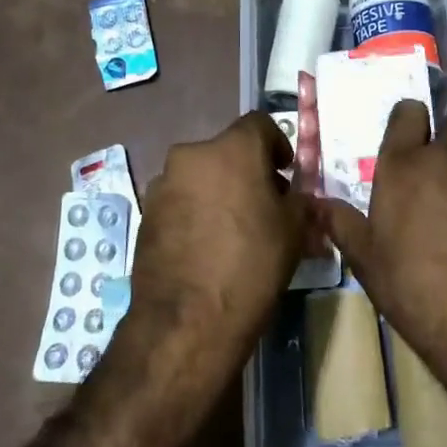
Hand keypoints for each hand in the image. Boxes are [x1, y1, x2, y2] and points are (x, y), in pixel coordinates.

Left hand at [120, 112, 309, 381]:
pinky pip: (180, 201)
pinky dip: (196, 213)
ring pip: (201, 176)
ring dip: (219, 192)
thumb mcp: (293, 231)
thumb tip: (299, 199)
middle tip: (264, 205)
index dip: (277, 145)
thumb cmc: (251, 265)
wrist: (186, 321)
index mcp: (232, 148)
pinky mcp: (146, 215)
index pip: (260, 124)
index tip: (285, 174)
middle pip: (227, 151)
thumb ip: (300, 202)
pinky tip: (207, 247)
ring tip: (234, 230)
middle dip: (247, 171)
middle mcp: (192, 155)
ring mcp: (163, 185)